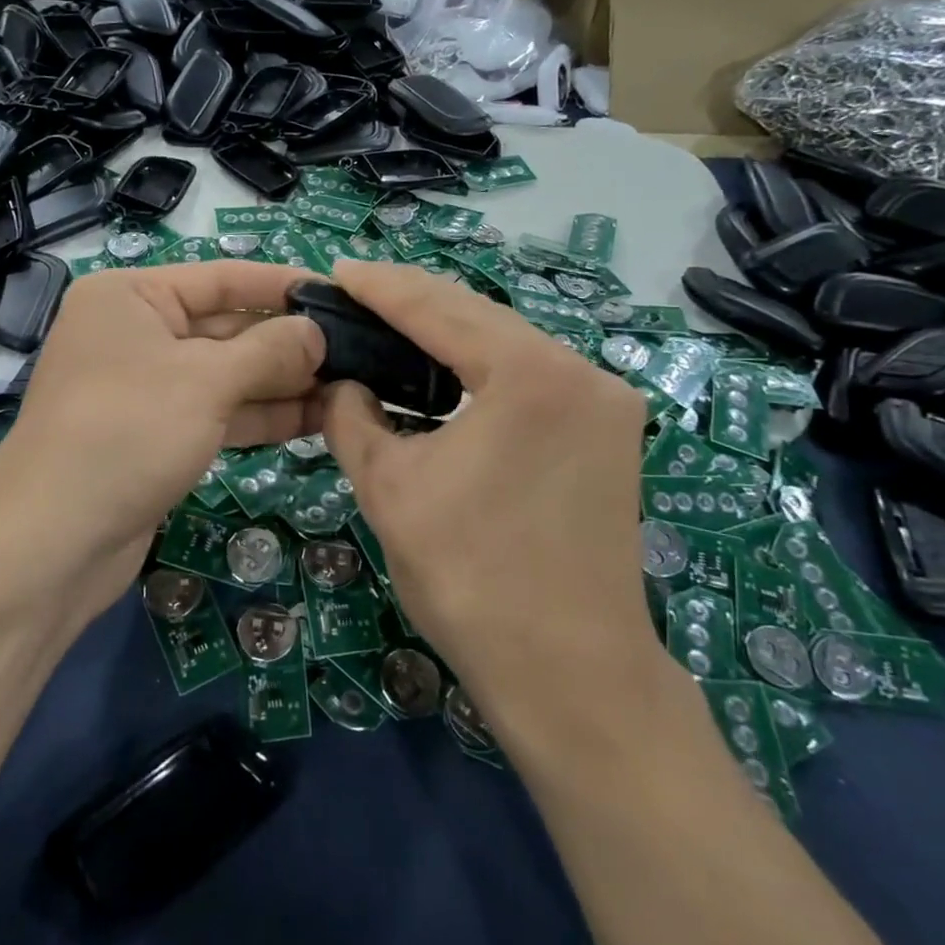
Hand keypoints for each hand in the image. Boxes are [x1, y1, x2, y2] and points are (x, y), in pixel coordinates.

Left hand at [0, 261, 324, 622]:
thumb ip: (268, 351)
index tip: (339, 296)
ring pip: (225, 375)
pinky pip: (216, 412)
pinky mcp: (155, 435)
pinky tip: (314, 419)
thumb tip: (316, 332)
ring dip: (282, 383)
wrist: (53, 543)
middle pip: (226, 328)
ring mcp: (145, 388)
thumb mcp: (205, 381)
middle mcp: (135, 334)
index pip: (221, 278)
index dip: (281, 287)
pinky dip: (259, 415)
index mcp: (131, 297)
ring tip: (349, 387)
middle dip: (288, 343)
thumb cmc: (127, 433)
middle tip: (356, 352)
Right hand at [320, 261, 662, 721]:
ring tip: (390, 321)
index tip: (336, 271)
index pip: (437, 308)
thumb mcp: (389, 487)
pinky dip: (482, 365)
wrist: (571, 674)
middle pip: (479, 315)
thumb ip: (352, 417)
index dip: (380, 287)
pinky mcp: (608, 432)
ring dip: (449, 331)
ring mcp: (604, 402)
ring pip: (509, 342)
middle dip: (413, 299)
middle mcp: (580, 372)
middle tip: (356, 291)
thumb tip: (342, 383)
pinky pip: (532, 374)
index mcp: (529, 374)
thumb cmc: (471, 577)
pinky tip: (444, 369)